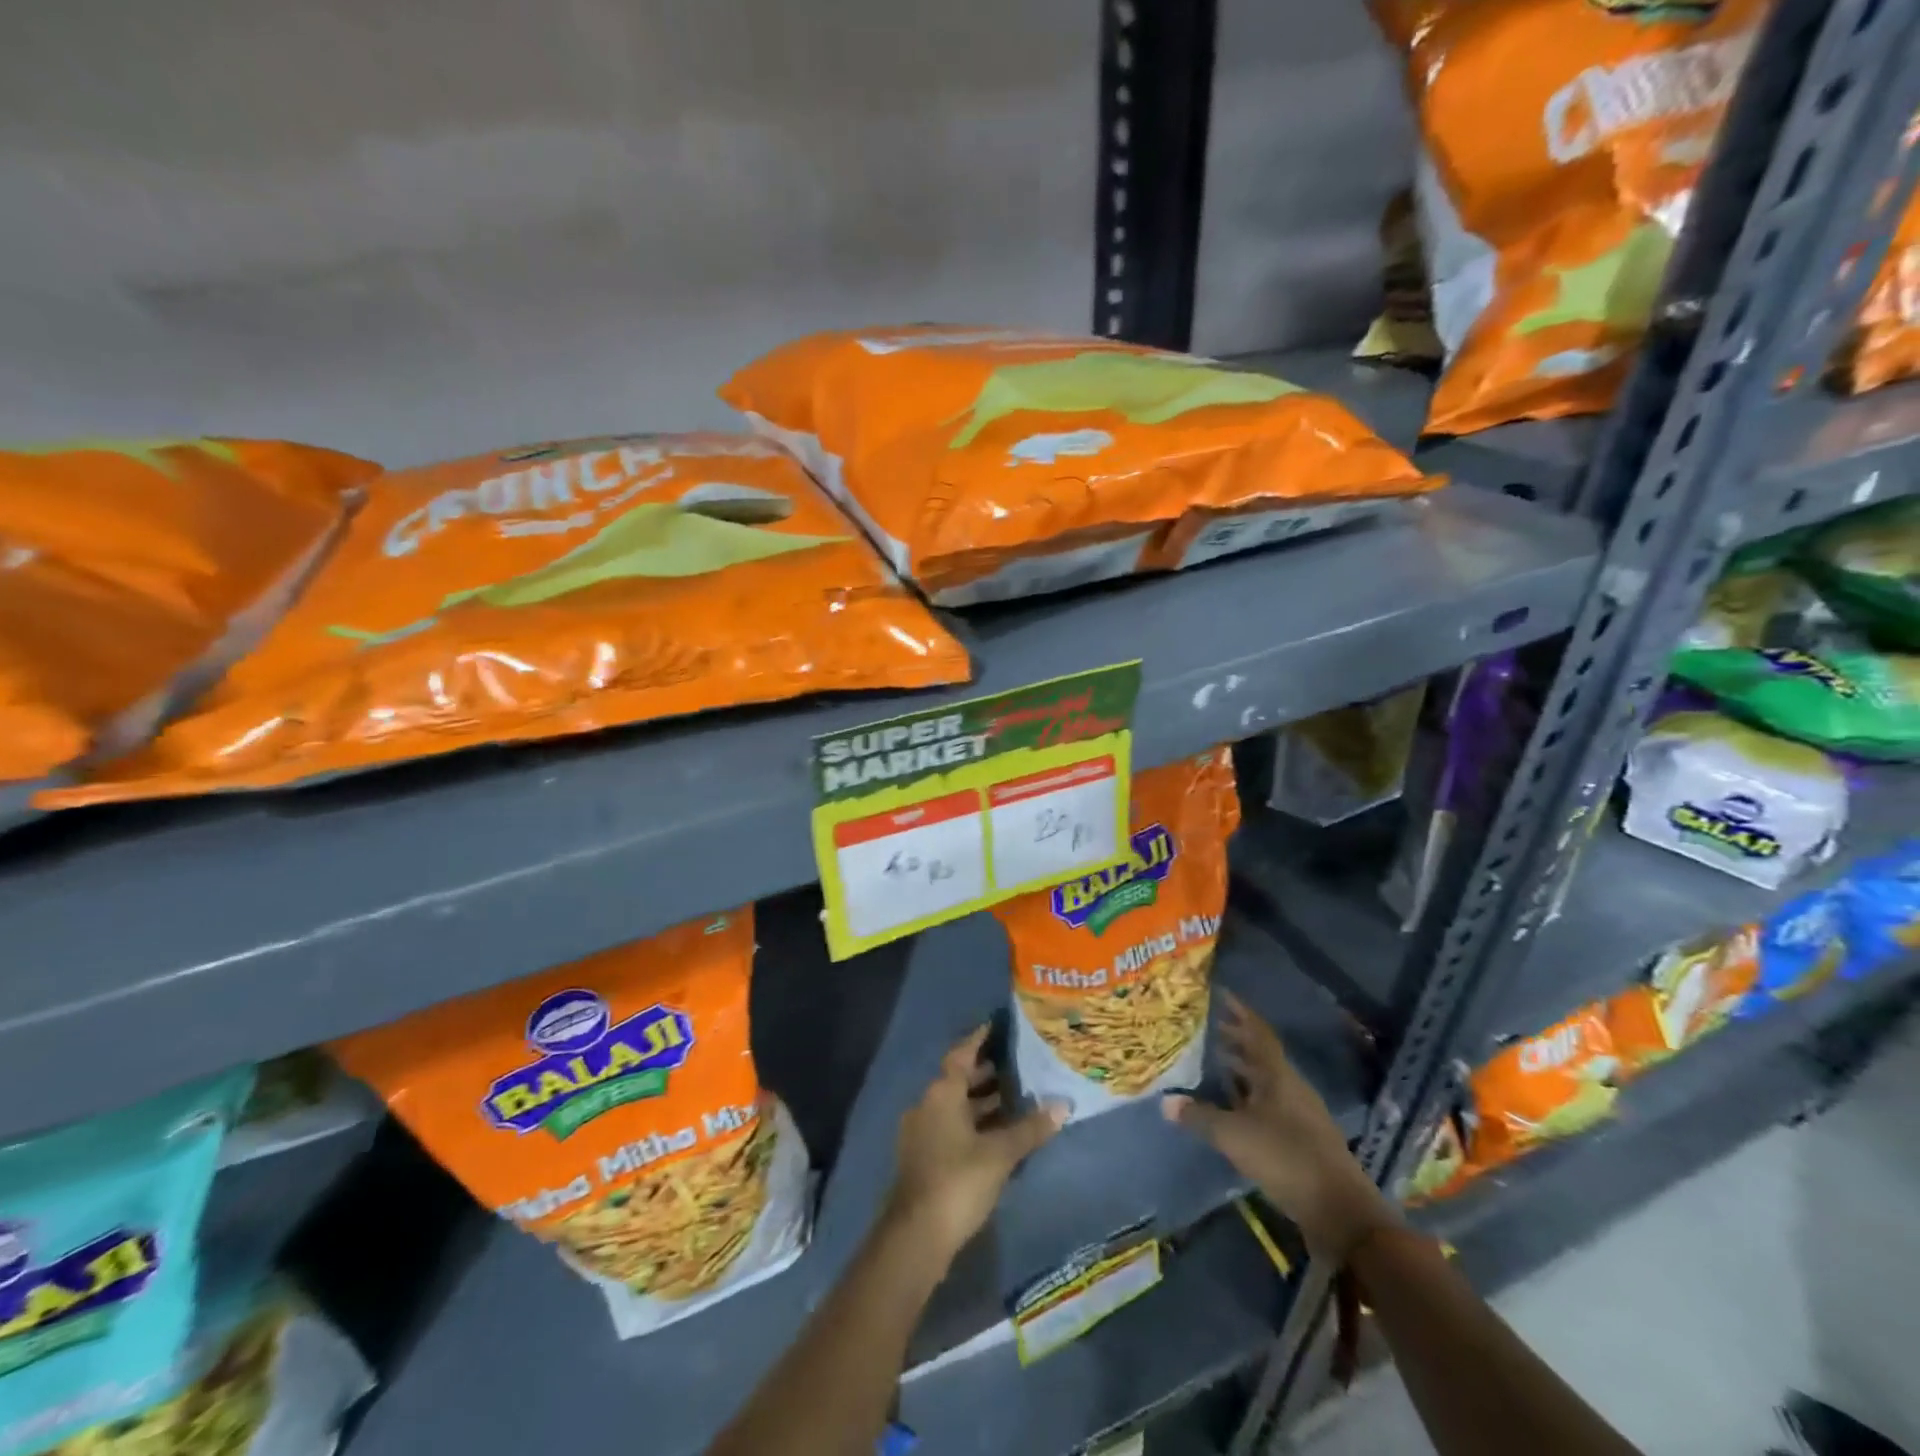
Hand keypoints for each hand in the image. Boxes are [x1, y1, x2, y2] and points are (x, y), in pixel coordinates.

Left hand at [887, 1025, 1065, 1262]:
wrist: (916, 1237)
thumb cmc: (958, 1181)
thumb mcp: (1000, 1154)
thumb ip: (1030, 1128)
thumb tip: (1062, 1105)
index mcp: (941, 1092)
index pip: (962, 1053)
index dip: (981, 1039)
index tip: (1002, 1026)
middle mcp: (928, 1104)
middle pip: (960, 1079)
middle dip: (988, 1071)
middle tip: (1021, 1063)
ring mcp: (923, 1132)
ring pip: (957, 1106)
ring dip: (983, 1101)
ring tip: (1019, 1097)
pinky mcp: (925, 1157)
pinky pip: (953, 1127)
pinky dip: (975, 1124)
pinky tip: (1000, 1133)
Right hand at [1162, 991, 1395, 1264]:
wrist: (1341, 1213)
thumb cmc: (1286, 1159)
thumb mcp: (1234, 1136)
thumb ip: (1200, 1116)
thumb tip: (1165, 1102)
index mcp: (1278, 1076)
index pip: (1258, 1032)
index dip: (1240, 1012)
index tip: (1220, 994)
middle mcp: (1291, 1088)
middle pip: (1261, 1055)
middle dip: (1236, 1040)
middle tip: (1208, 1028)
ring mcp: (1299, 1115)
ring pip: (1265, 1082)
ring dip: (1241, 1070)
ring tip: (1213, 1062)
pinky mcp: (1301, 1140)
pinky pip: (1269, 1106)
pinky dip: (1247, 1098)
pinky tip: (1230, 1108)